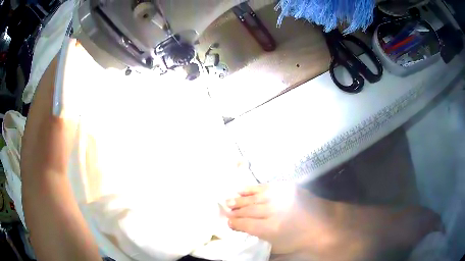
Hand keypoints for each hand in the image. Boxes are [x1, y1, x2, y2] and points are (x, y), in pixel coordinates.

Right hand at [225, 184, 328, 254]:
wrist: (323, 225)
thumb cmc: (299, 240)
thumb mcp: (277, 246)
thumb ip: (258, 237)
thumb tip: (242, 228)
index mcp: (271, 228)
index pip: (246, 224)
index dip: (235, 223)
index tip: (228, 222)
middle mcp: (274, 211)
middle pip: (249, 210)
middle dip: (235, 211)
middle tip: (225, 210)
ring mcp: (281, 197)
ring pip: (255, 198)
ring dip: (240, 199)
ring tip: (229, 200)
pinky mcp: (287, 187)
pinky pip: (265, 187)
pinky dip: (252, 188)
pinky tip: (242, 189)